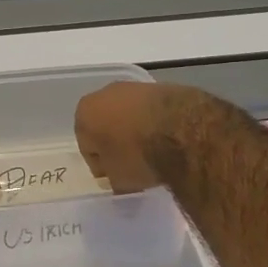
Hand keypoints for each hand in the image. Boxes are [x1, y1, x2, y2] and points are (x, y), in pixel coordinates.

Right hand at [74, 81, 222, 192]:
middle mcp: (104, 94)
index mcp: (84, 113)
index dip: (101, 165)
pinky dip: (156, 123)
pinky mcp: (161, 86)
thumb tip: (118, 177)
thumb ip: (112, 177)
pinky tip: (169, 139)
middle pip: (106, 125)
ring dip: (136, 131)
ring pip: (129, 115)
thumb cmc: (138, 155)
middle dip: (116, 143)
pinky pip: (151, 111)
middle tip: (133, 164)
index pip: (87, 146)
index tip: (116, 177)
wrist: (183, 131)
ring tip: (154, 153)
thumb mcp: (119, 179)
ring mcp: (133, 87)